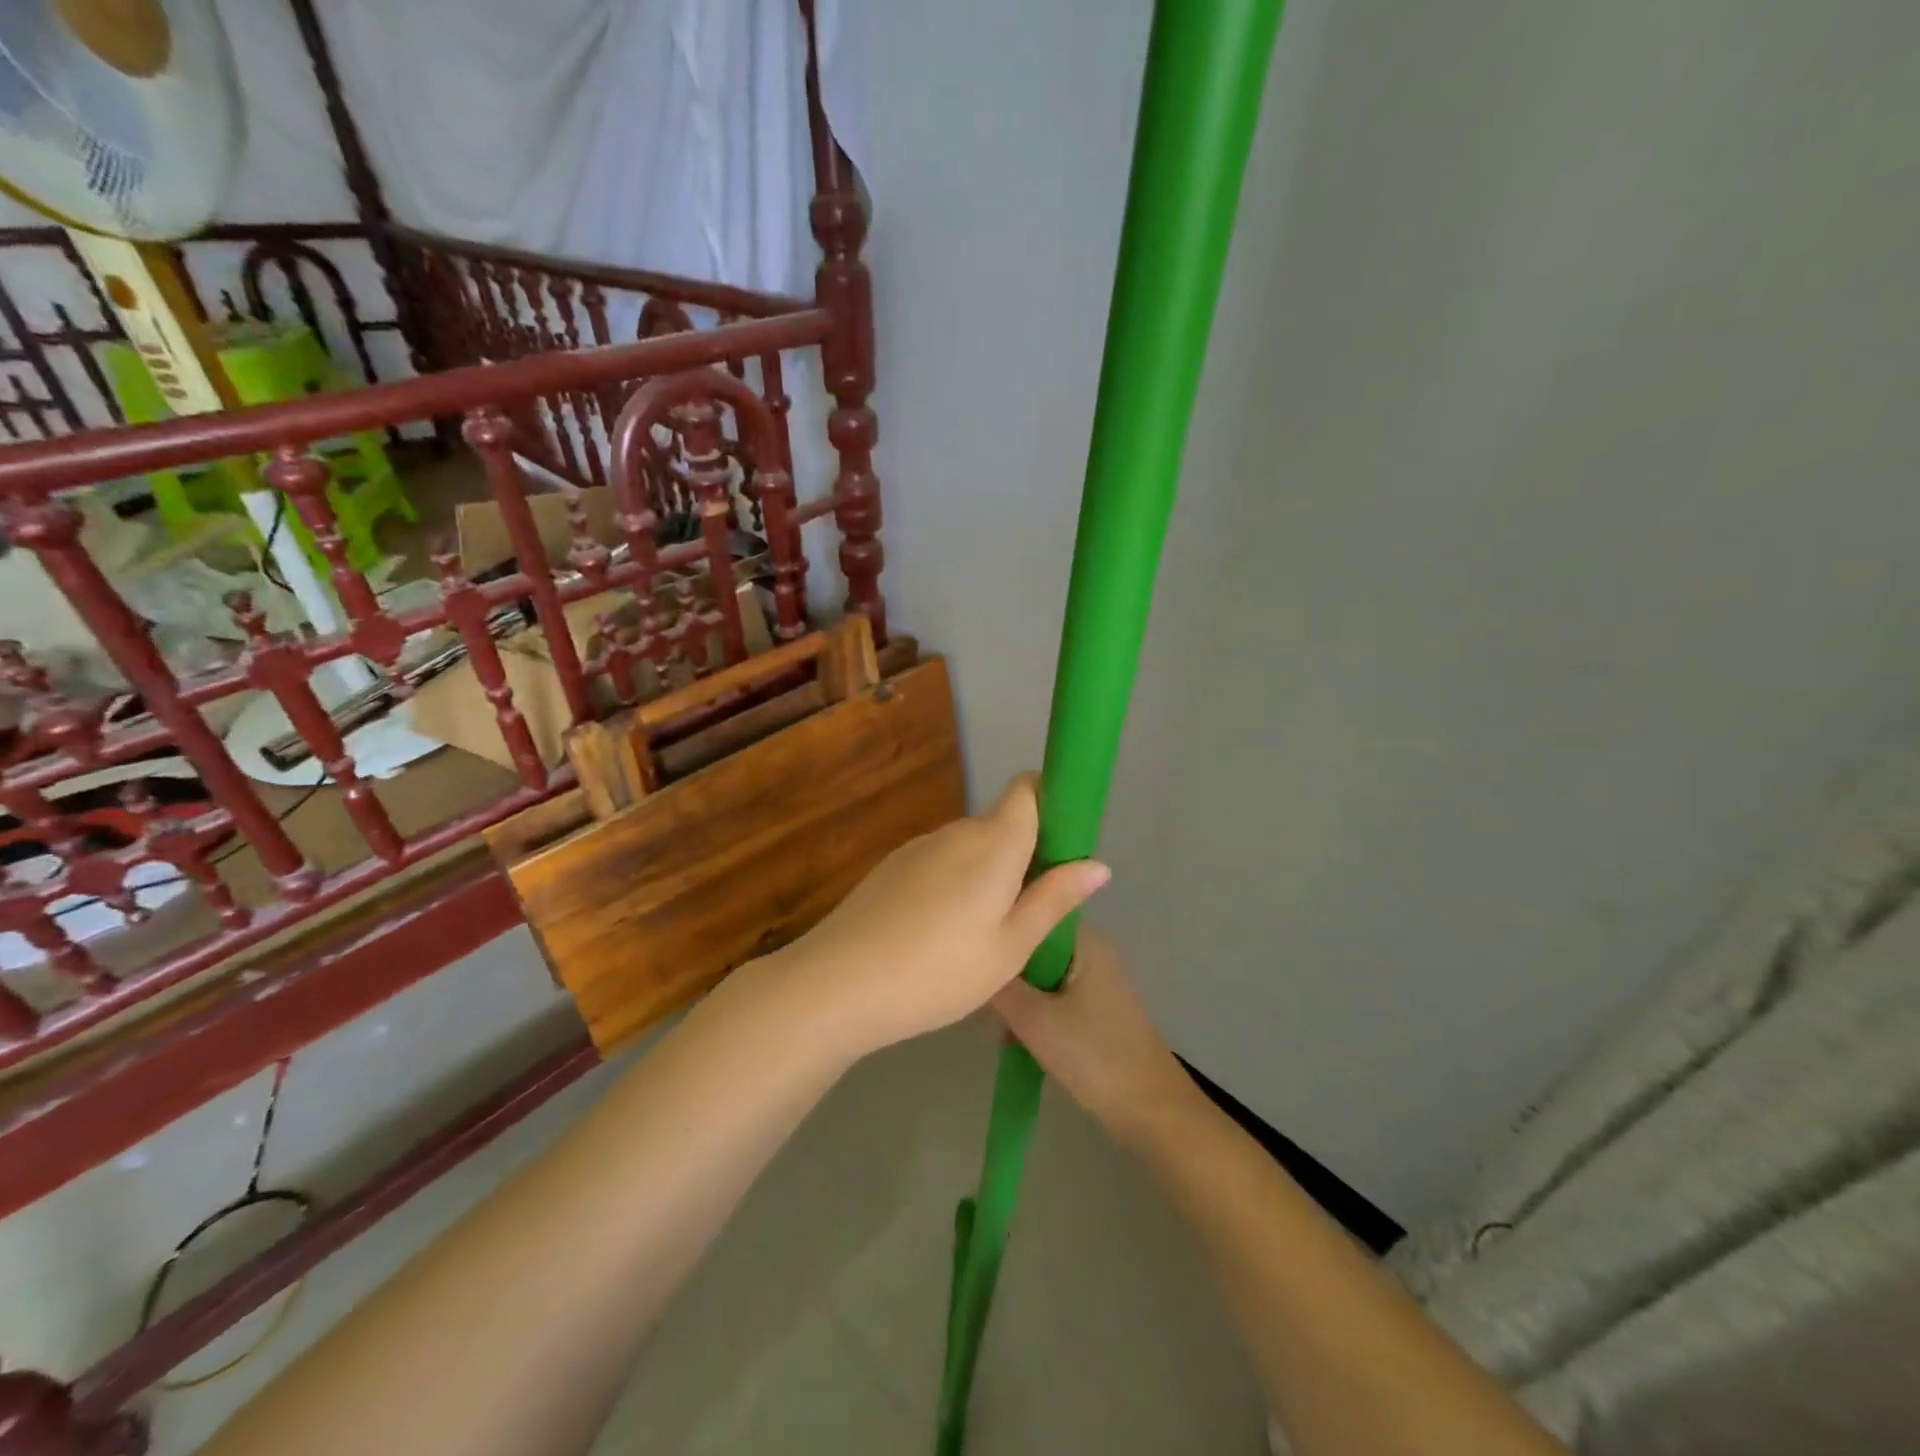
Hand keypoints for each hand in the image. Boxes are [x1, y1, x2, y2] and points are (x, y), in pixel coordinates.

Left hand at [777, 774, 1109, 1058]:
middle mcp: (955, 832)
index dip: (1050, 801)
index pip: (1027, 789)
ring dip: (986, 872)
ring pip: (968, 846)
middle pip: (1001, 822)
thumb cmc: (939, 970)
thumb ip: (1054, 899)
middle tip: (1030, 910)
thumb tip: (1099, 864)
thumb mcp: (1010, 946)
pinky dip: (954, 884)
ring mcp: (918, 848)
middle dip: (1023, 852)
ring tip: (984, 933)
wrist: (838, 983)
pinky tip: (941, 934)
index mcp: (993, 842)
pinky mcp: (891, 867)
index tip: (1063, 843)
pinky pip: (939, 862)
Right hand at [992, 927, 1198, 1143]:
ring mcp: (1096, 979)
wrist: (1151, 1110)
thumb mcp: (1033, 1019)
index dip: (1002, 926)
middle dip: (1006, 970)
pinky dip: (1034, 1012)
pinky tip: (1015, 1038)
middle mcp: (1091, 950)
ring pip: (1039, 974)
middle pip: (1033, 945)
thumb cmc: (1092, 1055)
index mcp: (1082, 940)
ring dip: (1018, 997)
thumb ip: (999, 985)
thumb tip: (974, 956)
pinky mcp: (1096, 1007)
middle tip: (983, 999)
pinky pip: (1052, 995)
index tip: (974, 948)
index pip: (1033, 910)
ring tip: (998, 1027)